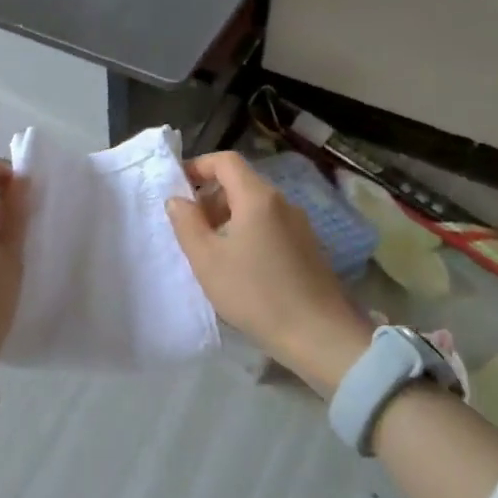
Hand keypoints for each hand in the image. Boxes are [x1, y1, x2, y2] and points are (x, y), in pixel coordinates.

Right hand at [167, 152, 372, 393]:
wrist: (319, 336)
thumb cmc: (255, 294)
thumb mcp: (207, 260)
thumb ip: (186, 224)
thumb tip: (177, 199)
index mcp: (257, 197)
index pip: (226, 161)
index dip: (199, 166)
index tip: (179, 187)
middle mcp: (282, 202)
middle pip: (241, 182)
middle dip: (211, 196)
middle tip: (191, 227)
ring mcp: (299, 224)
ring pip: (256, 205)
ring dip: (228, 216)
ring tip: (212, 250)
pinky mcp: (308, 247)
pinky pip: (271, 225)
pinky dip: (249, 231)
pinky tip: (241, 266)